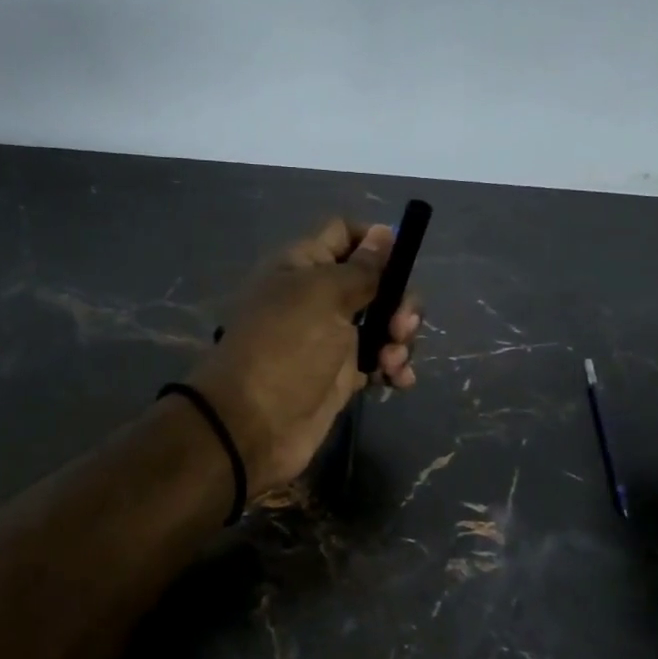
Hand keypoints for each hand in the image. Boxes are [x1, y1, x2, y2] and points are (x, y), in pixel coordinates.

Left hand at [187, 218, 421, 495]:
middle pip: (375, 282)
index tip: (403, 260)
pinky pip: (379, 361)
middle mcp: (318, 298)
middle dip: (399, 300)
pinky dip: (394, 367)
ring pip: (383, 324)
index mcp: (304, 266)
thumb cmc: (286, 348)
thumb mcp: (324, 296)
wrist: (254, 425)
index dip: (376, 241)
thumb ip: (361, 269)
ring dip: (400, 338)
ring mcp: (331, 339)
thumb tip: (385, 233)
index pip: (344, 235)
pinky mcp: (342, 376)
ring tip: (393, 362)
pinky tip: (399, 381)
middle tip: (401, 326)